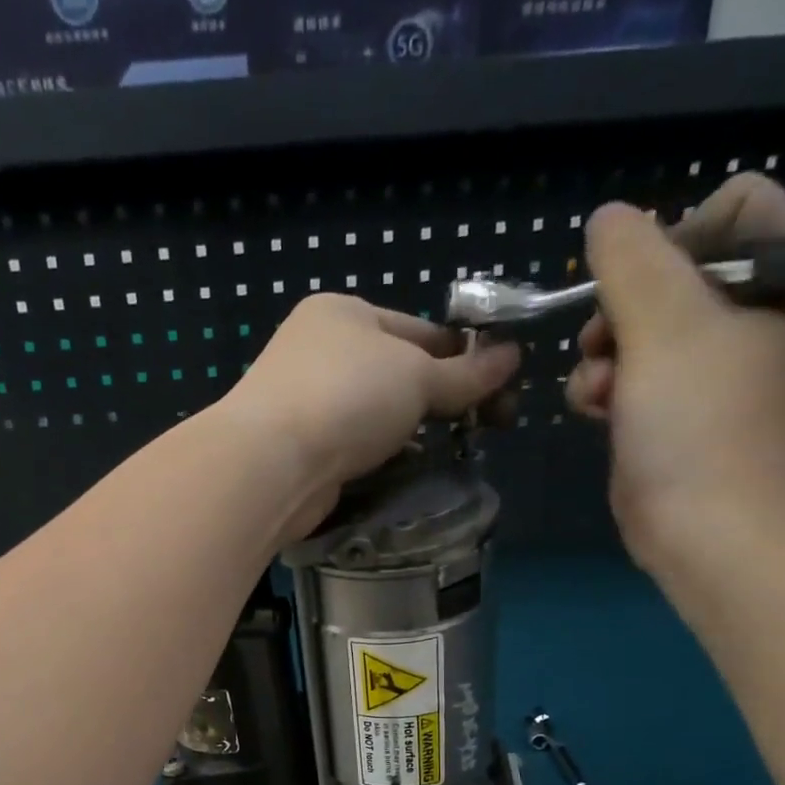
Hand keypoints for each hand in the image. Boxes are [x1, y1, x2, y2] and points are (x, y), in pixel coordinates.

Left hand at [220, 294, 519, 541]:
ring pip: (377, 414)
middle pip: (399, 373)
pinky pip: (355, 446)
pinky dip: (383, 456)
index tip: (501, 389)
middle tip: (489, 427)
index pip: (420, 330)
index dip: (465, 357)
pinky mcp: (300, 448)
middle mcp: (320, 351)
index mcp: (344, 313)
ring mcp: (305, 402)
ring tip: (454, 451)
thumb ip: (466, 374)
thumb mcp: (417, 376)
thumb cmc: (348, 398)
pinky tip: (408, 471)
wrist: (272, 464)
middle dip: (444, 398)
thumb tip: (512, 357)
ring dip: (414, 432)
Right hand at [567, 174, 784, 574]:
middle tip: (606, 342)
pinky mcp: (681, 414)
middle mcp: (758, 319)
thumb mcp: (664, 326)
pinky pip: (637, 376)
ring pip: (645, 328)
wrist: (709, 535)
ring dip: (606, 353)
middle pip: (676, 272)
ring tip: (600, 391)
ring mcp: (718, 372)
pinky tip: (597, 412)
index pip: (735, 208)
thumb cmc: (700, 426)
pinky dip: (609, 388)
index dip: (677, 234)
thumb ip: (631, 260)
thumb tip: (607, 218)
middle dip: (626, 306)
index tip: (642, 286)